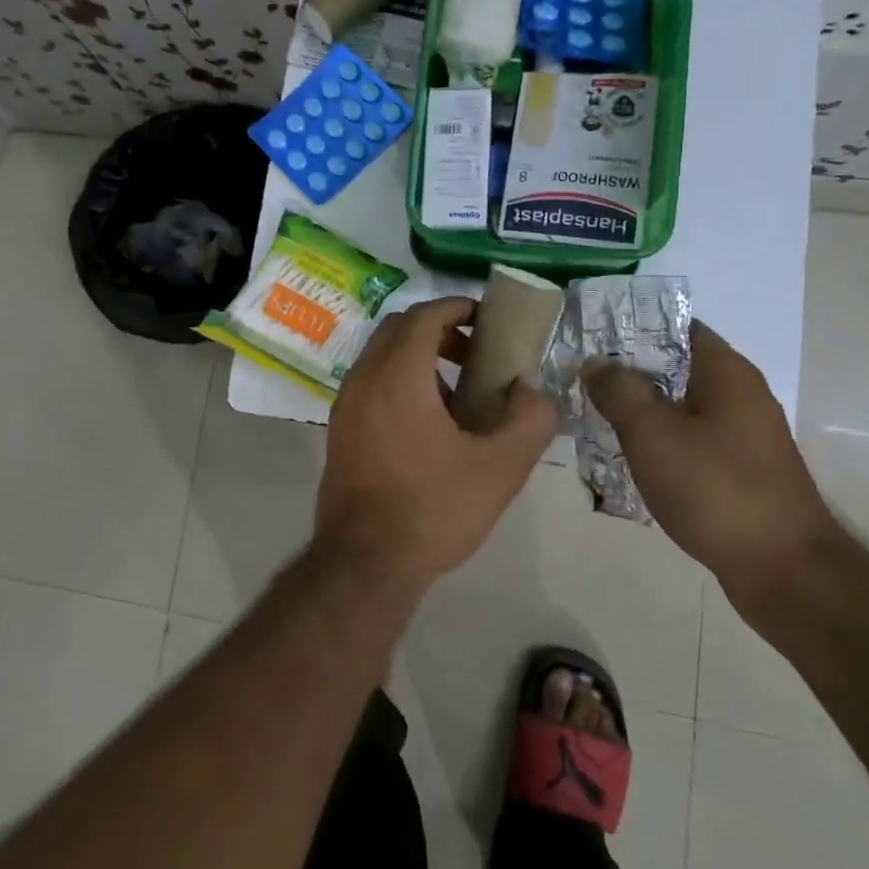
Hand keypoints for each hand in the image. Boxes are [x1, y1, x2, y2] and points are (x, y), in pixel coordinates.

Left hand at [316, 296, 557, 589]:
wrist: (364, 562)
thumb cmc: (433, 508)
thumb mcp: (500, 467)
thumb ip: (529, 418)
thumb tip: (528, 388)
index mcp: (397, 375)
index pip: (424, 315)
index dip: (456, 307)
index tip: (486, 317)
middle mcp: (363, 379)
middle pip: (397, 330)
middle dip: (438, 329)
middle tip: (475, 353)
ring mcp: (344, 405)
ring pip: (381, 358)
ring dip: (418, 358)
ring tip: (459, 394)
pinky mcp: (339, 431)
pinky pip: (370, 385)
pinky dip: (399, 382)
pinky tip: (429, 426)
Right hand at [584, 321, 840, 619]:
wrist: (784, 571)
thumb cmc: (716, 490)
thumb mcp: (653, 434)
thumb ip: (619, 391)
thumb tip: (596, 363)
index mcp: (725, 372)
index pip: (675, 326)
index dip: (630, 327)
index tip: (588, 336)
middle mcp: (739, 394)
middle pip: (674, 366)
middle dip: (626, 371)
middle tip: (578, 378)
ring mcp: (742, 434)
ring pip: (678, 406)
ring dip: (638, 408)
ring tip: (591, 414)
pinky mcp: (738, 468)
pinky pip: (689, 438)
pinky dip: (657, 440)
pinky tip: (626, 455)